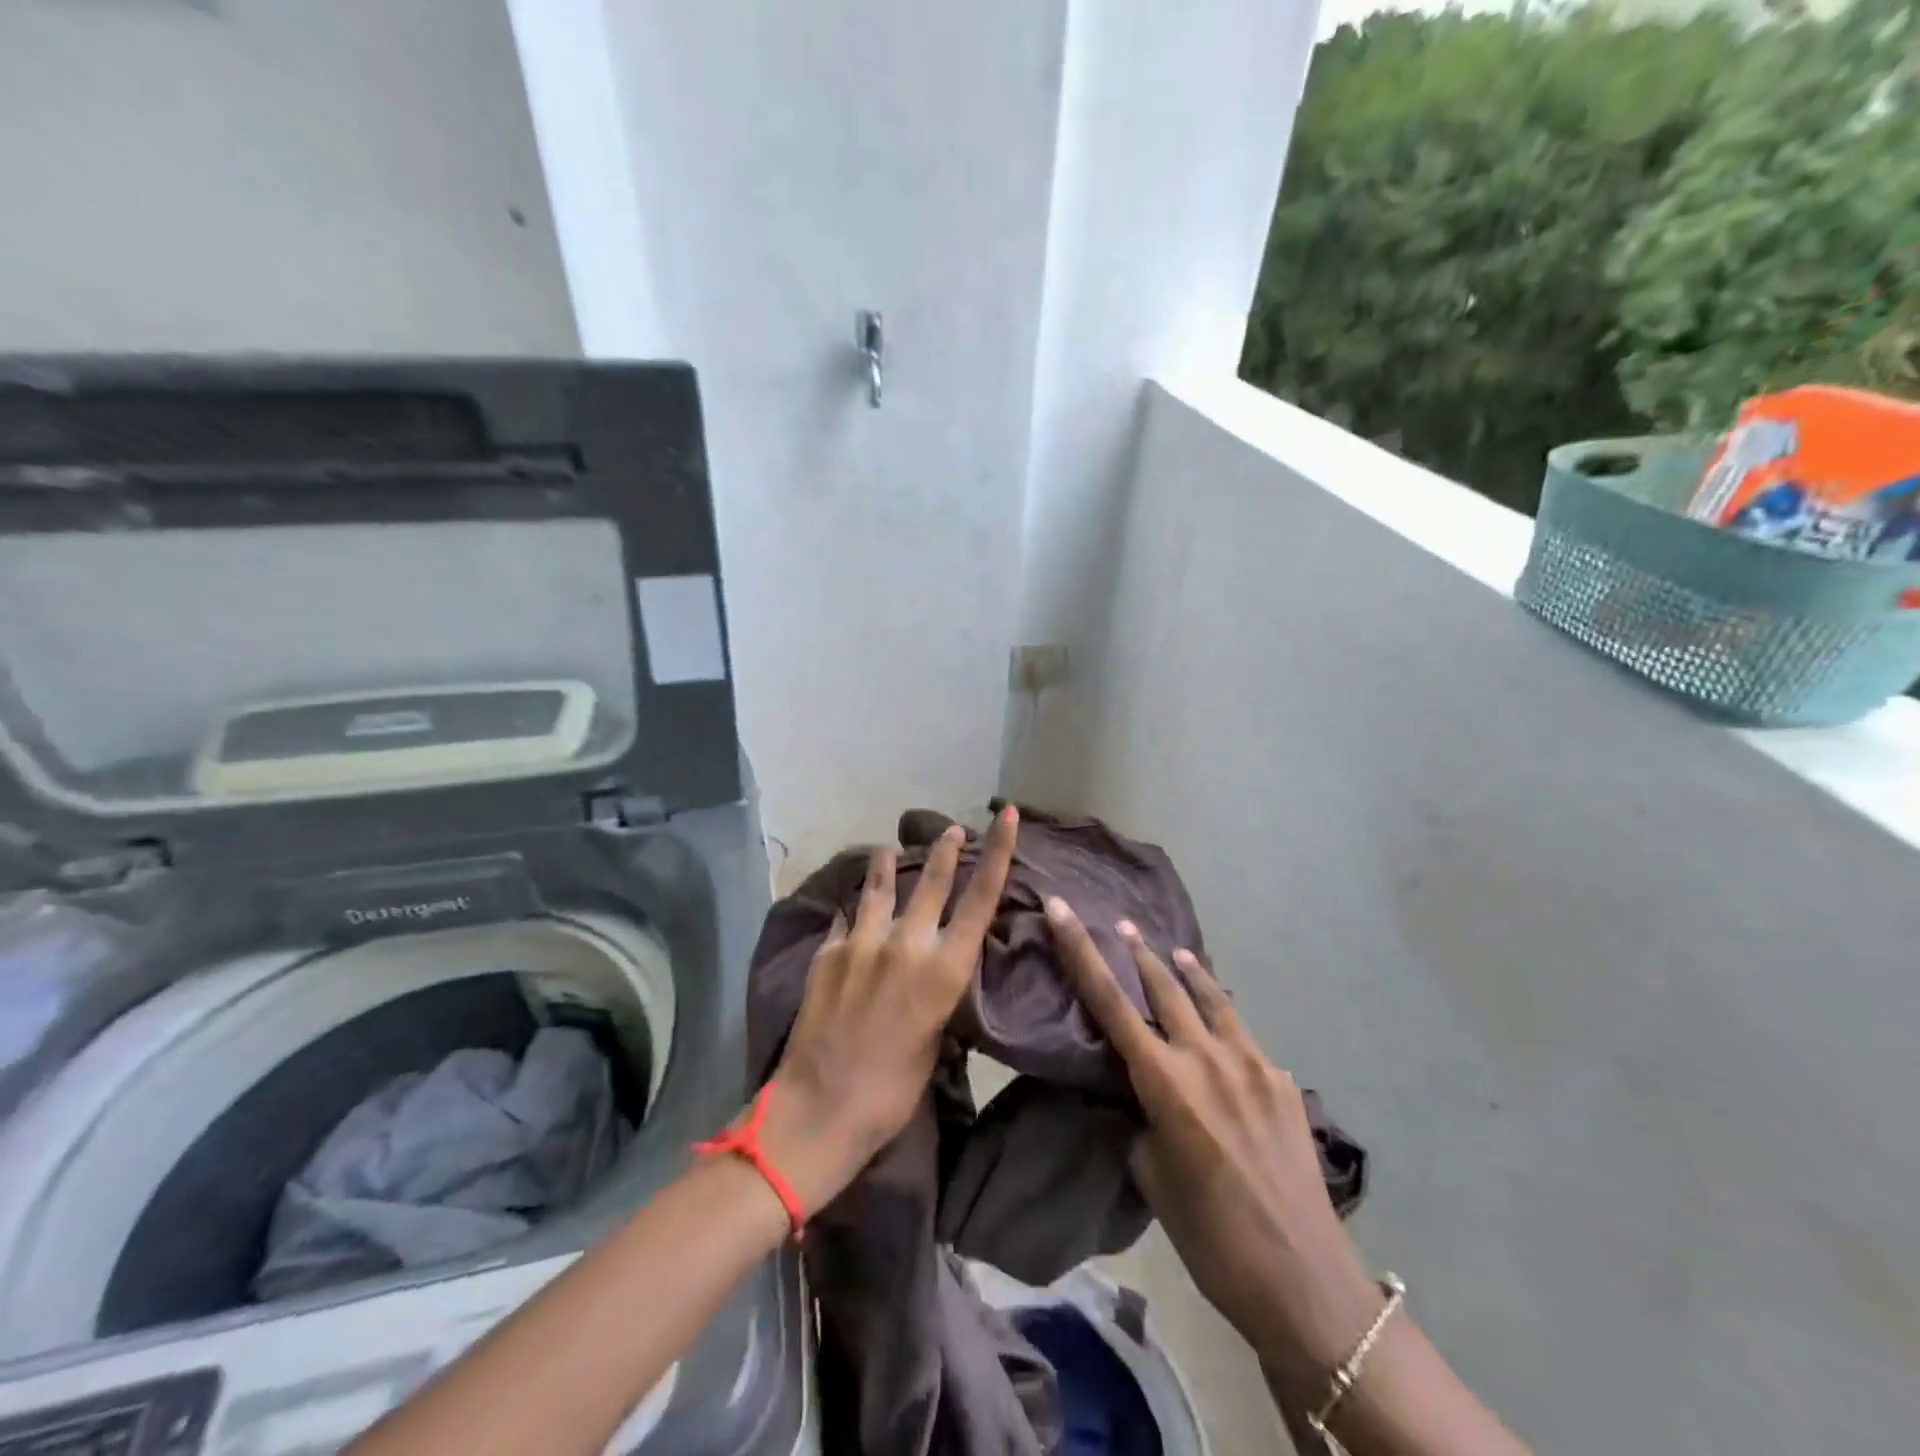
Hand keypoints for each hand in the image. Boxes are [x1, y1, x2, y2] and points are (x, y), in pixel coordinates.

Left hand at [757, 807, 1018, 1212]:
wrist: (821, 1106)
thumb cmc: (892, 1090)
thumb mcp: (935, 1039)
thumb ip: (936, 992)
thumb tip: (933, 969)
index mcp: (944, 969)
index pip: (981, 897)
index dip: (997, 851)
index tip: (1005, 814)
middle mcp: (907, 943)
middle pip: (931, 879)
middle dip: (944, 849)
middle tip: (950, 829)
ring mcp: (862, 942)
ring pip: (879, 886)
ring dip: (887, 864)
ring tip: (889, 849)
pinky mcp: (828, 951)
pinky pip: (846, 917)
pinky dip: (854, 909)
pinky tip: (851, 906)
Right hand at [1044, 899, 1382, 1395]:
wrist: (1304, 1282)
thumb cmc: (1211, 1238)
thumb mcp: (1153, 1176)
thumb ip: (1143, 1118)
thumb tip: (1142, 1093)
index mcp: (1166, 1083)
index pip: (1110, 1002)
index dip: (1080, 951)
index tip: (1061, 910)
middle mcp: (1208, 1059)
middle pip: (1165, 986)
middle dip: (1138, 952)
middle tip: (1122, 925)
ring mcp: (1253, 1065)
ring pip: (1213, 999)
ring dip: (1189, 972)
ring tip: (1175, 951)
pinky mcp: (1284, 1081)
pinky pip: (1244, 1037)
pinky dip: (1224, 1022)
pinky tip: (1223, 1035)